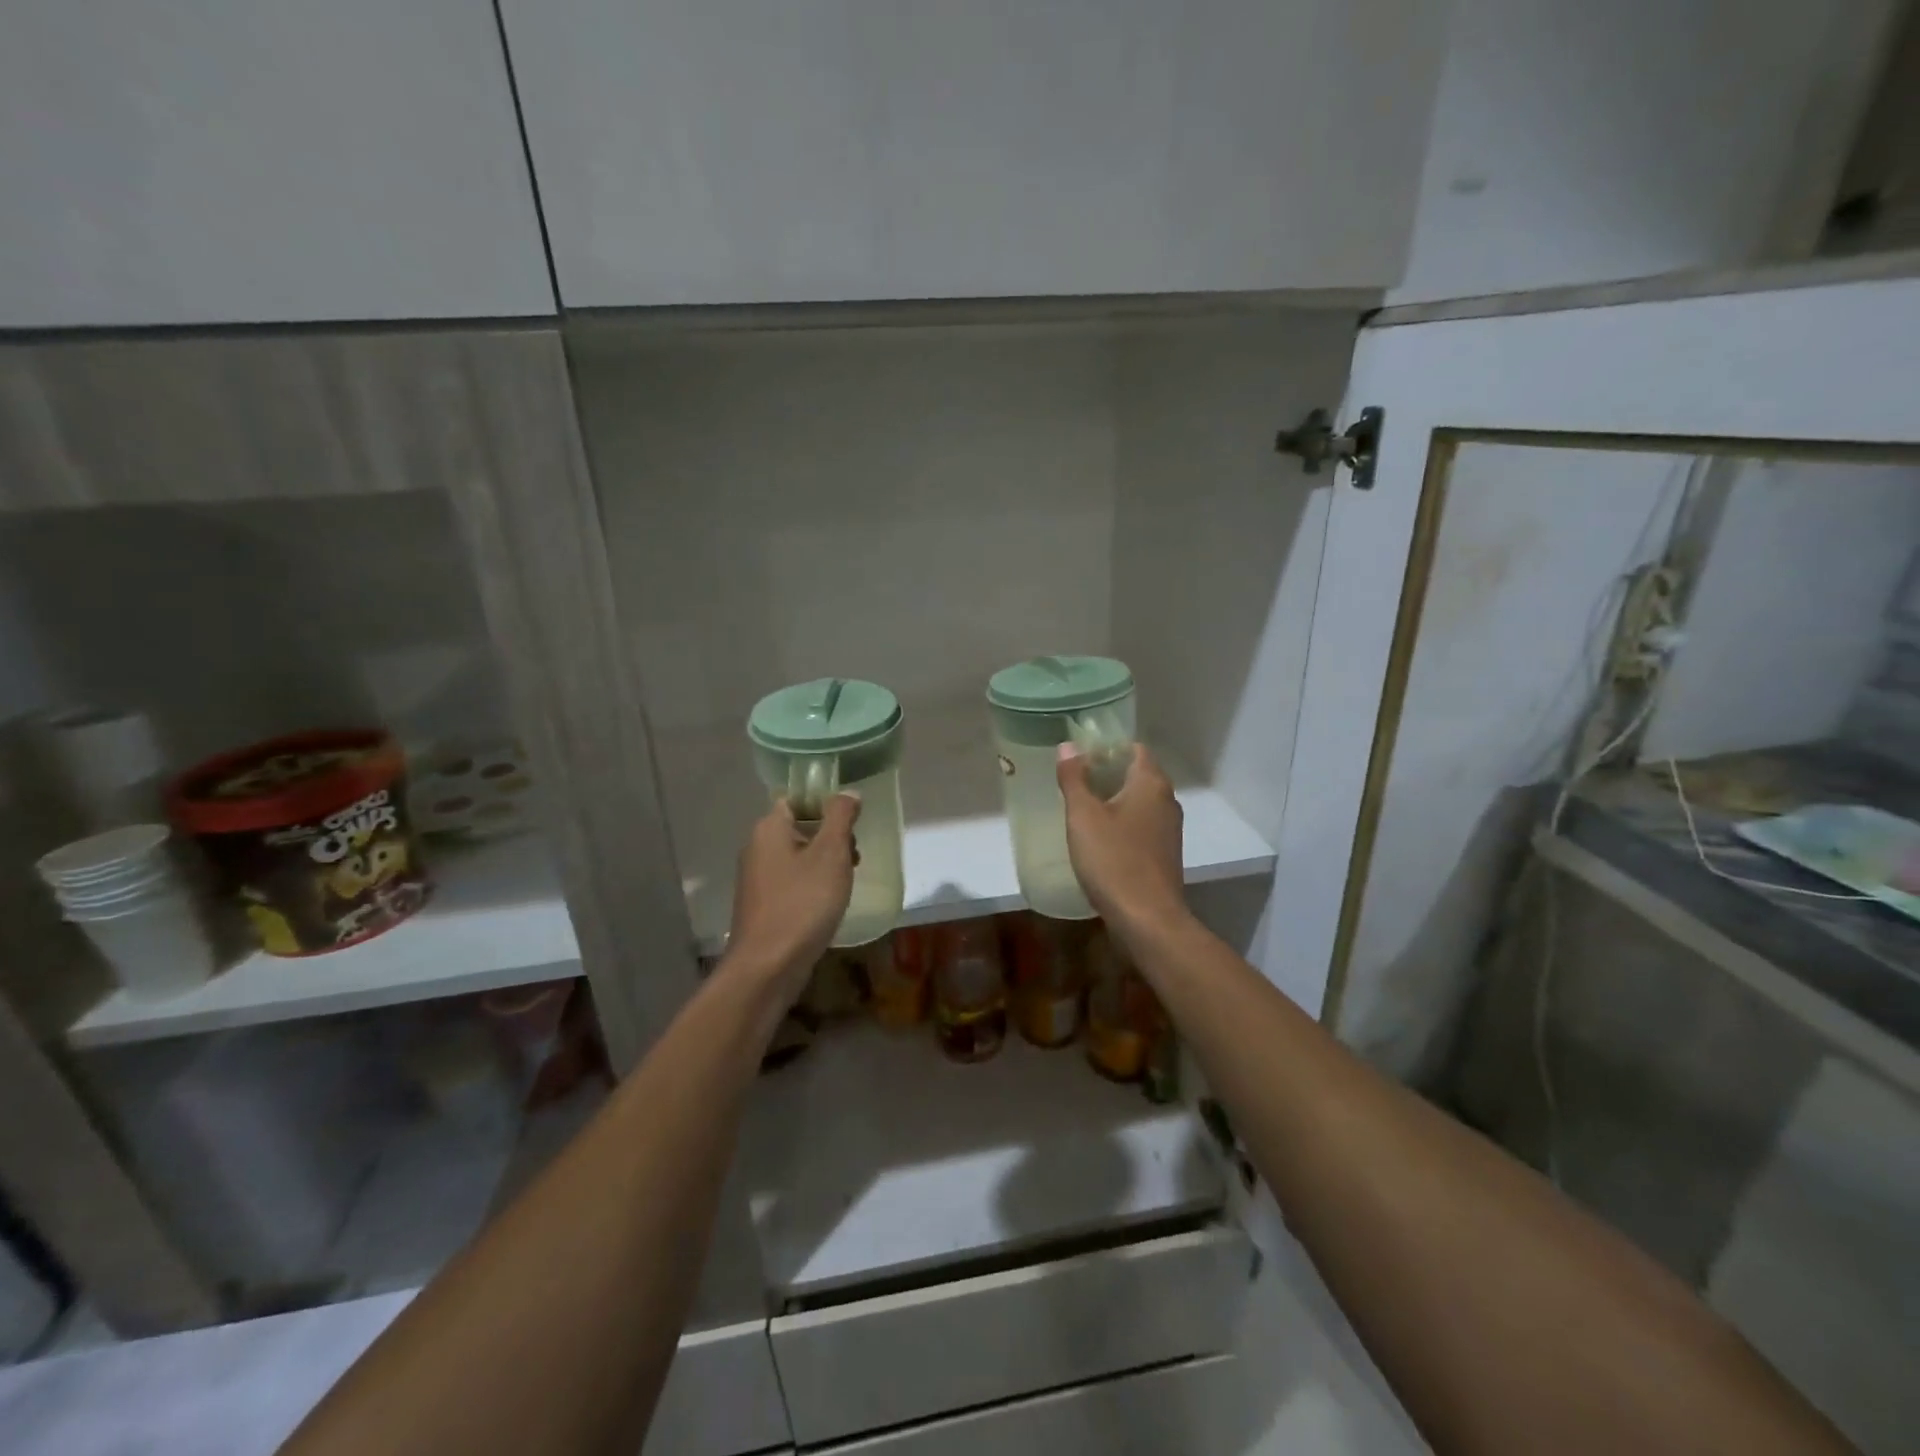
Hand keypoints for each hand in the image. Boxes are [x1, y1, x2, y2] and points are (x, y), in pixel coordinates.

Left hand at [724, 794, 859, 1000]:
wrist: (767, 967)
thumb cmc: (802, 903)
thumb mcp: (831, 854)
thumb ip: (841, 817)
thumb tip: (848, 793)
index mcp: (769, 828)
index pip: (797, 798)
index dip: (826, 804)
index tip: (852, 822)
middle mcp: (757, 848)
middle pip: (800, 826)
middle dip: (831, 837)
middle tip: (854, 856)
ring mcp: (757, 879)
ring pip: (798, 856)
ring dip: (826, 863)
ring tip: (848, 881)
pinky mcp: (763, 905)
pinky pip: (793, 881)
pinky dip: (813, 885)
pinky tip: (830, 903)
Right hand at [1057, 743, 1186, 933]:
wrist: (1147, 919)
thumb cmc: (1113, 860)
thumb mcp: (1083, 816)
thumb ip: (1074, 778)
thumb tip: (1068, 746)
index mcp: (1151, 783)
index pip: (1134, 748)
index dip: (1107, 747)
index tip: (1080, 756)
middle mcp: (1167, 801)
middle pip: (1137, 774)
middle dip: (1107, 773)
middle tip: (1074, 780)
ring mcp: (1169, 829)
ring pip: (1139, 802)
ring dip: (1114, 800)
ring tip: (1081, 807)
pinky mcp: (1165, 854)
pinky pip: (1142, 826)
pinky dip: (1122, 823)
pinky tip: (1099, 838)